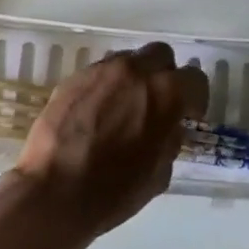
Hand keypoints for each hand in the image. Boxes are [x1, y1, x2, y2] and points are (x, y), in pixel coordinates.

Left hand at [10, 43, 209, 241]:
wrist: (53, 193)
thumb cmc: (113, 191)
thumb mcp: (159, 173)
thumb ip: (170, 140)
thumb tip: (169, 127)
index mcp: (166, 94)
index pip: (195, 80)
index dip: (195, 99)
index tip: (188, 115)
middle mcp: (136, 72)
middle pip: (161, 55)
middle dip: (165, 76)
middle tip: (158, 103)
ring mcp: (101, 71)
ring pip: (129, 60)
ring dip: (134, 79)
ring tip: (124, 107)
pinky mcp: (73, 78)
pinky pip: (100, 73)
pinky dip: (107, 87)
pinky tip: (98, 113)